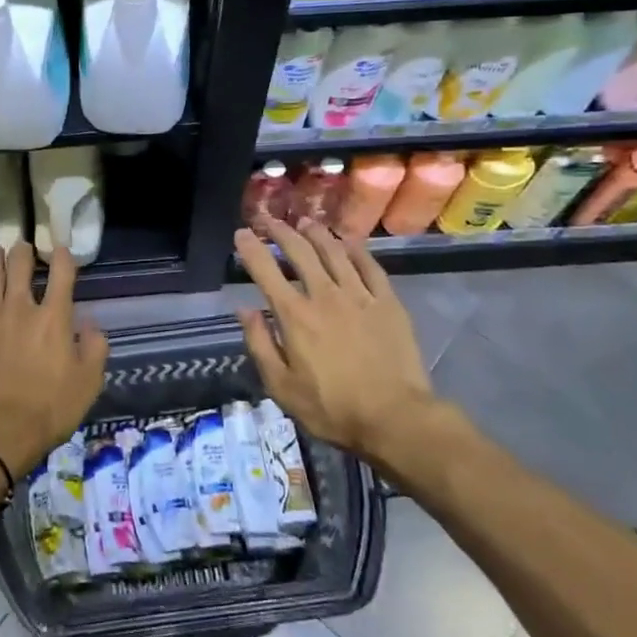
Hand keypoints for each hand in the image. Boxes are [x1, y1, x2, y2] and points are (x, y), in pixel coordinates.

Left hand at [0, 242, 108, 478]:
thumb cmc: (48, 410)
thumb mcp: (88, 384)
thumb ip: (94, 349)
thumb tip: (91, 324)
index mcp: (53, 319)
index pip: (62, 275)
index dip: (63, 257)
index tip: (61, 248)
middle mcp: (20, 309)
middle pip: (19, 268)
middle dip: (22, 252)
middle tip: (21, 245)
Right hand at [233, 214, 475, 486]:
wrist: (395, 417)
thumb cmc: (331, 407)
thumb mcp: (281, 386)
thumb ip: (259, 344)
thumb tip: (244, 310)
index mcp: (294, 315)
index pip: (265, 271)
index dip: (250, 249)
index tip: (241, 233)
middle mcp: (324, 295)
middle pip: (300, 252)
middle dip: (280, 231)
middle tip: (268, 219)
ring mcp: (359, 295)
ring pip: (334, 252)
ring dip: (316, 234)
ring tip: (305, 222)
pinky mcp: (388, 302)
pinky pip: (370, 266)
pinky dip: (356, 250)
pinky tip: (348, 242)